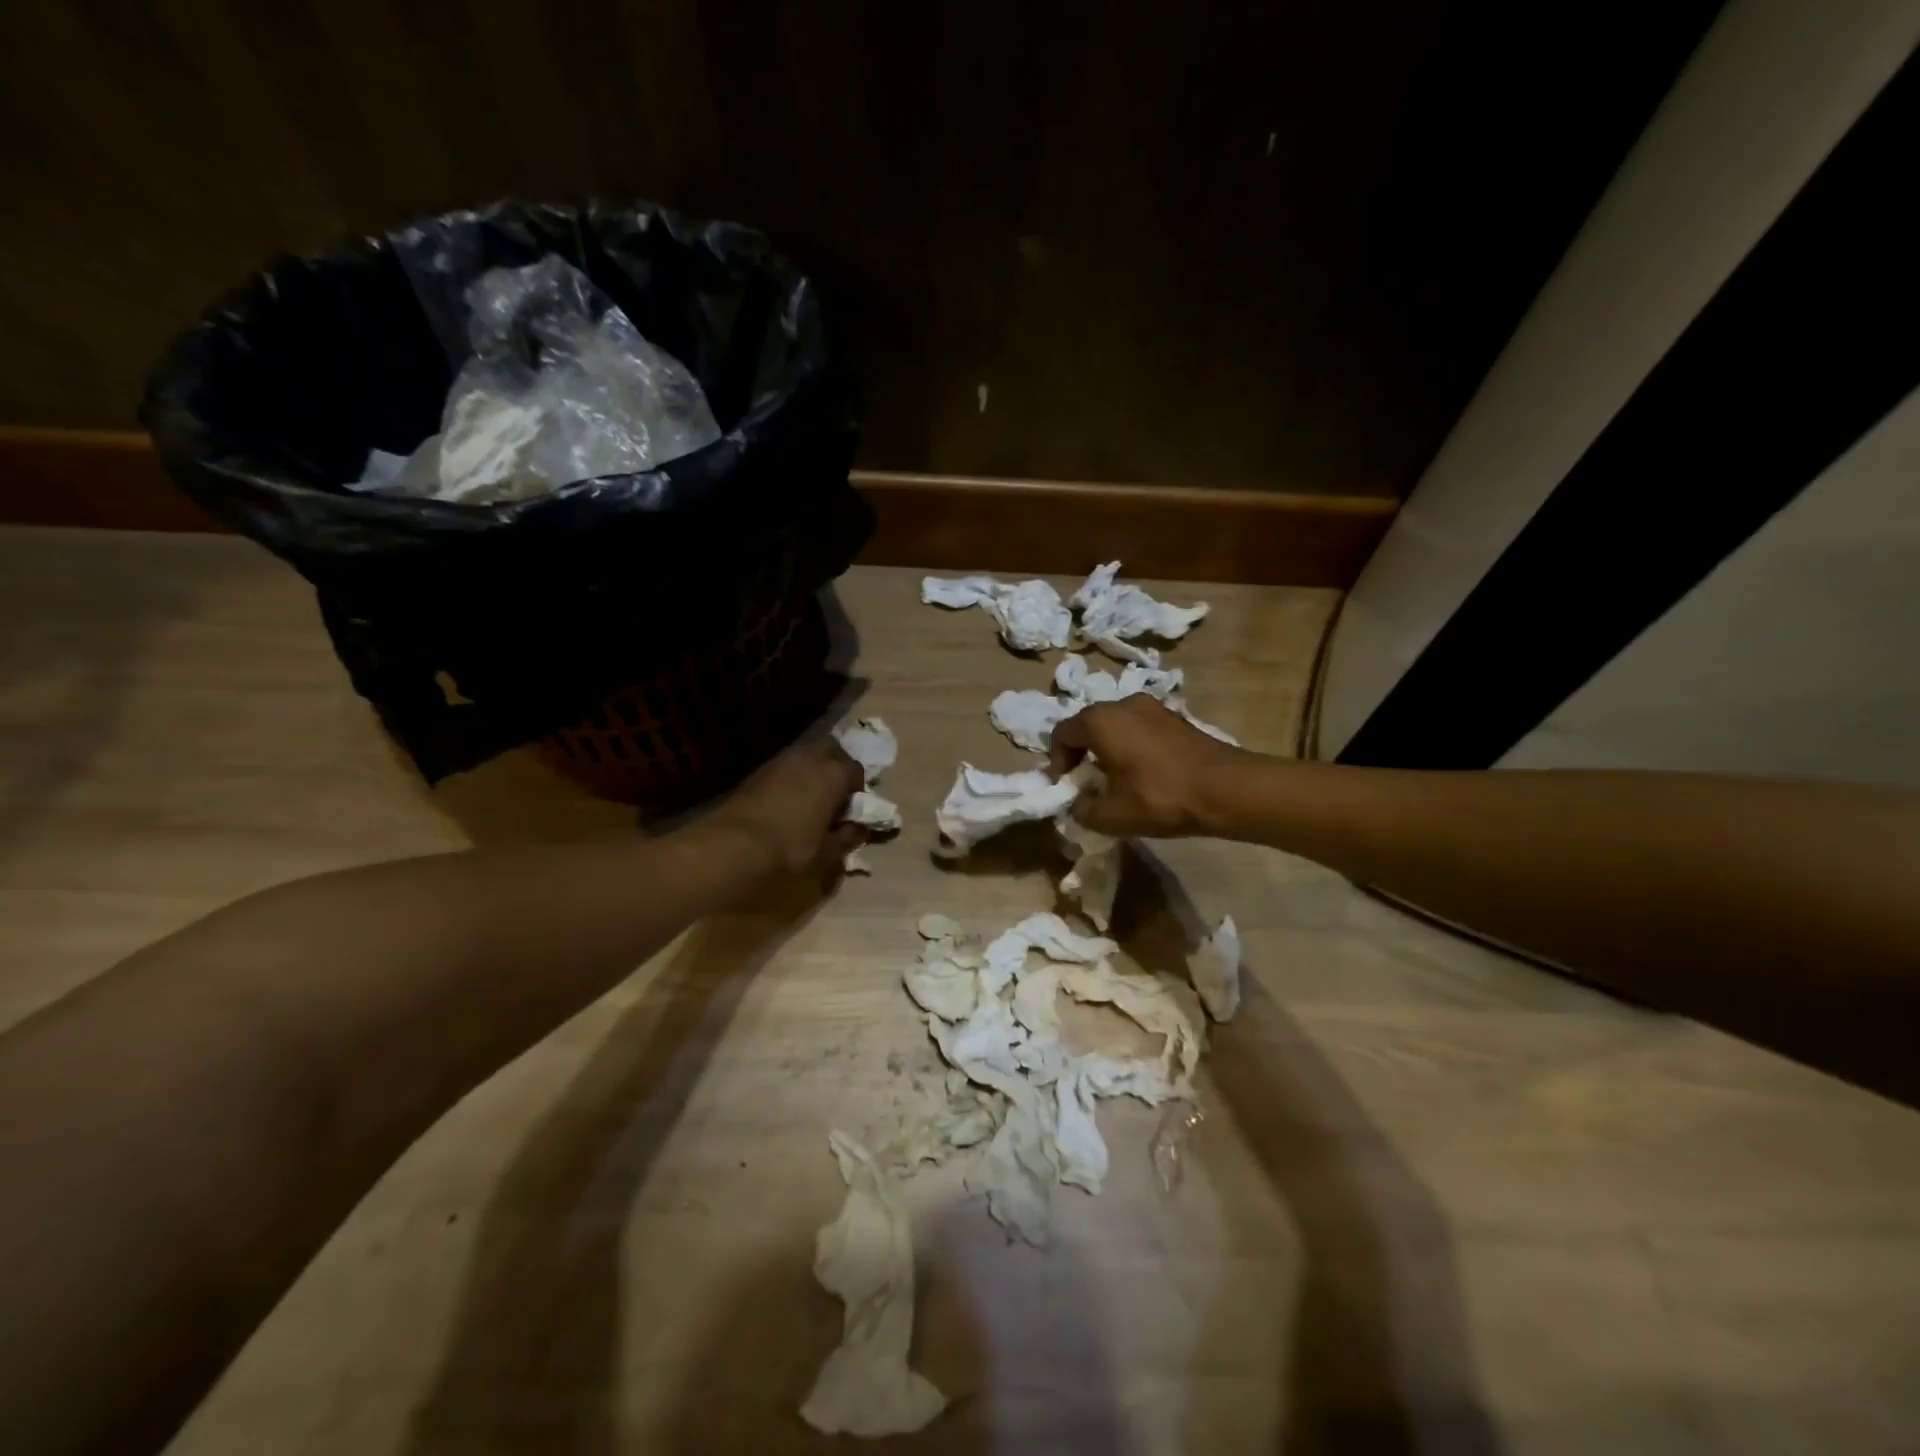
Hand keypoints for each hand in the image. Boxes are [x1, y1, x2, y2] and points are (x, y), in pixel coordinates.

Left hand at [713, 738, 865, 878]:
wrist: (734, 846)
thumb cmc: (791, 849)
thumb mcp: (828, 852)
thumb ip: (848, 837)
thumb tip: (858, 829)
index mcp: (834, 773)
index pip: (856, 771)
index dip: (857, 790)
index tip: (852, 811)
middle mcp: (809, 758)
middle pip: (831, 750)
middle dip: (836, 767)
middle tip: (834, 795)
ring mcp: (780, 761)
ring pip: (805, 756)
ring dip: (811, 772)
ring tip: (809, 800)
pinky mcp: (757, 771)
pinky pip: (784, 768)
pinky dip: (790, 779)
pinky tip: (786, 803)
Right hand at [1048, 696, 1247, 837]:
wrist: (1226, 790)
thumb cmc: (1159, 797)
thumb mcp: (1111, 816)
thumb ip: (1082, 810)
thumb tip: (1078, 805)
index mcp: (1100, 721)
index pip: (1062, 733)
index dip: (1057, 761)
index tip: (1066, 785)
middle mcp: (1123, 704)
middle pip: (1089, 725)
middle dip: (1082, 753)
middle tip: (1087, 782)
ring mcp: (1153, 707)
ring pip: (1117, 725)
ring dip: (1109, 749)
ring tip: (1117, 779)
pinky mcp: (1176, 718)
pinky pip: (1141, 728)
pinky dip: (1133, 746)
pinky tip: (1145, 773)